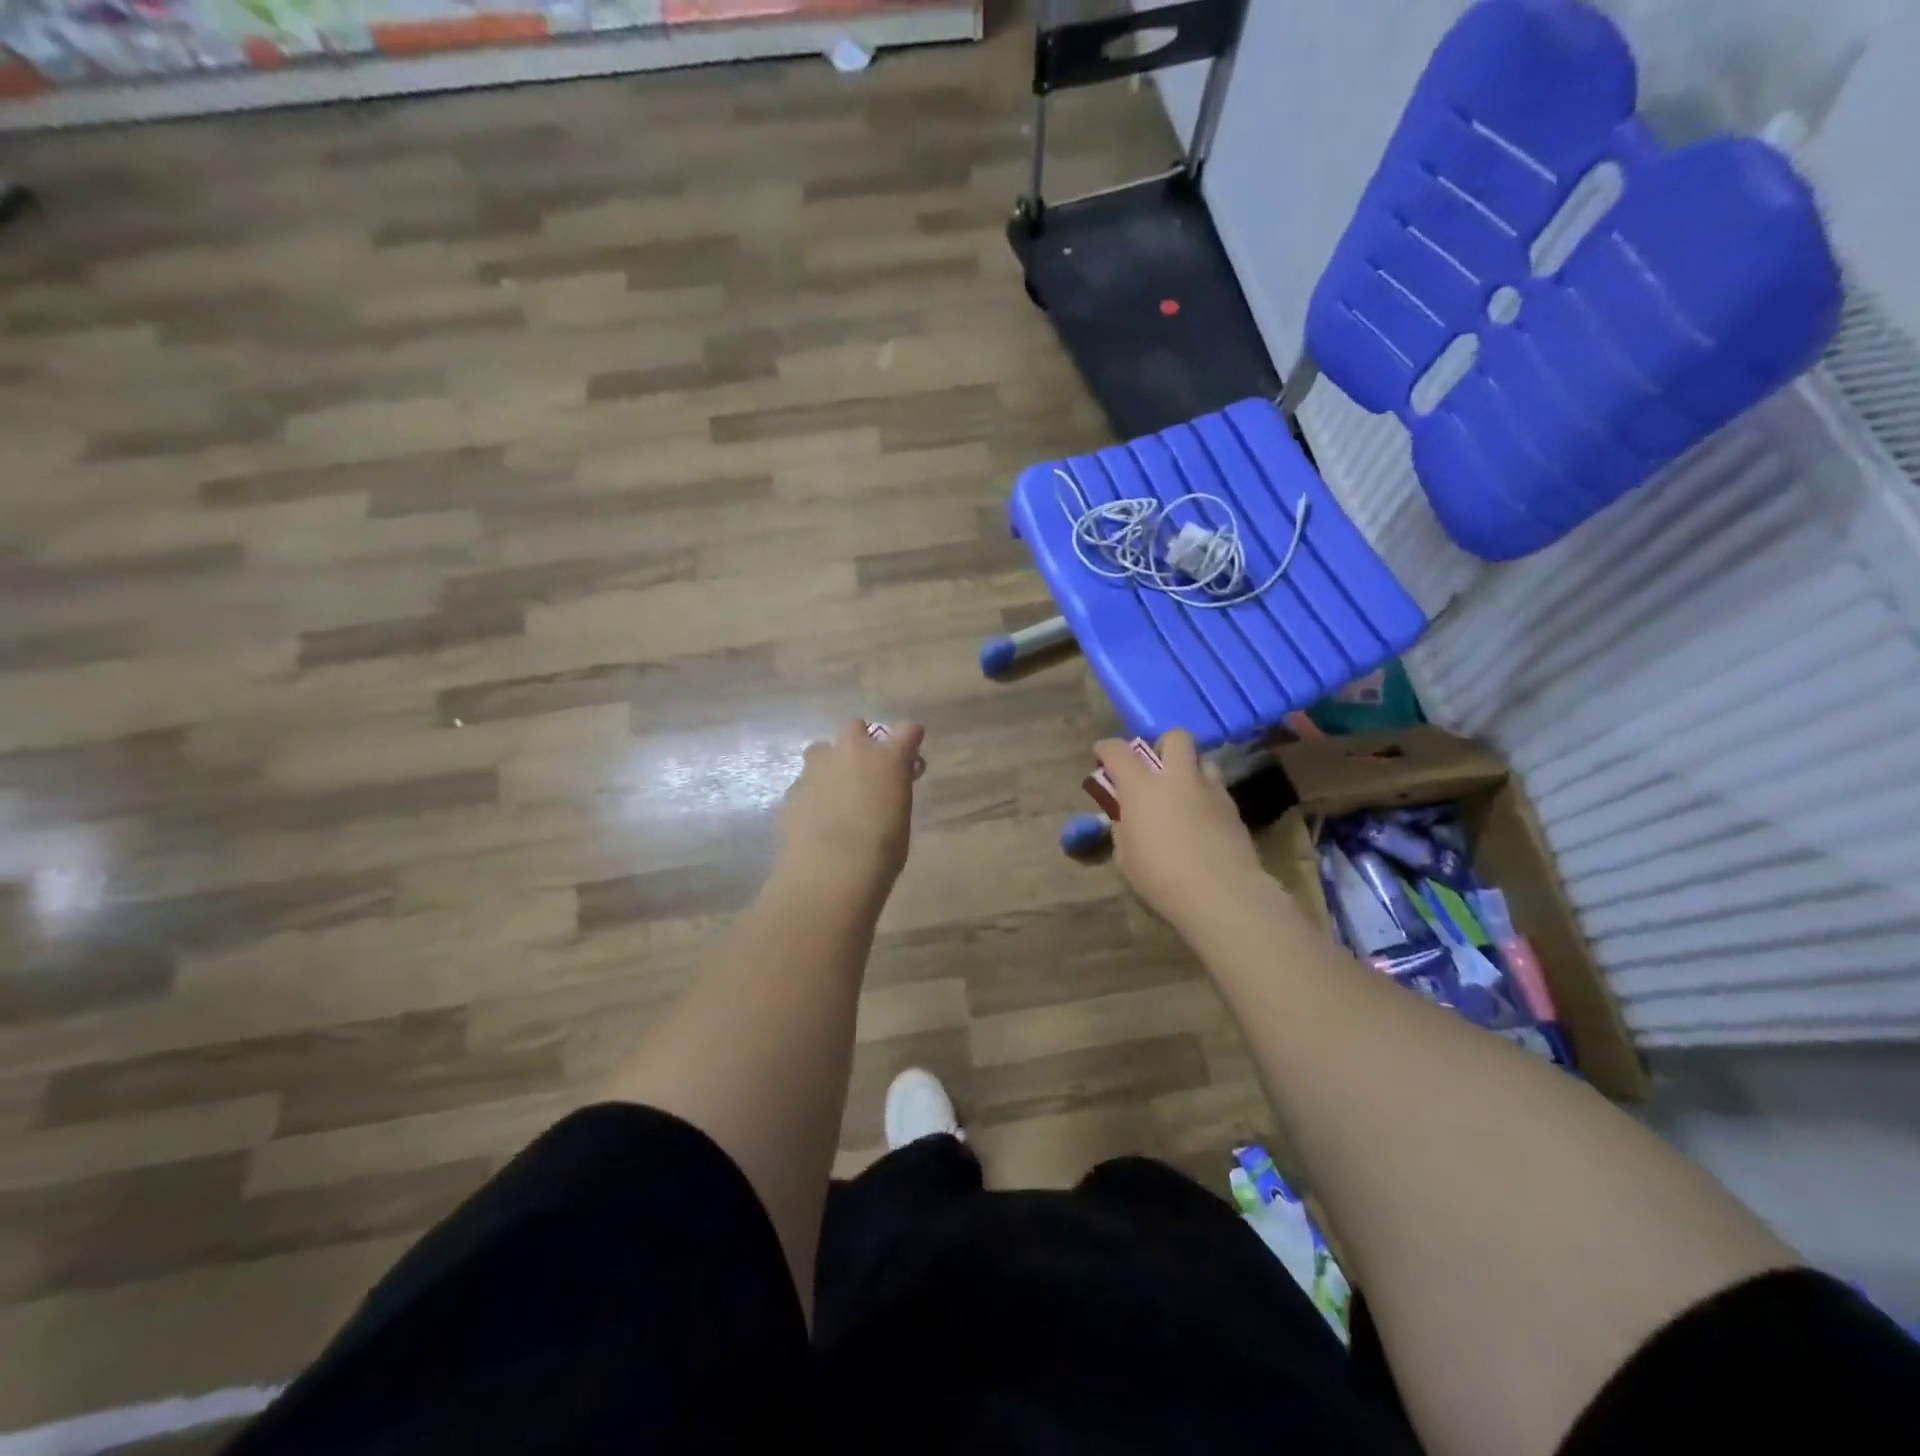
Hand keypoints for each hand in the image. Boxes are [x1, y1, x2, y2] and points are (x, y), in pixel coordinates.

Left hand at [780, 720, 924, 889]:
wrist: (831, 869)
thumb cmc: (881, 849)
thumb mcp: (900, 817)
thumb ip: (893, 792)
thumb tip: (885, 790)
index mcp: (888, 757)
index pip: (908, 731)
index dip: (909, 740)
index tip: (909, 756)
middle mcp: (852, 751)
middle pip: (855, 727)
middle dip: (860, 742)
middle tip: (865, 770)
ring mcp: (818, 766)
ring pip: (822, 750)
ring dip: (830, 764)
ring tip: (834, 792)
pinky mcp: (793, 788)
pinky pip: (805, 782)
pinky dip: (812, 793)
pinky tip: (815, 817)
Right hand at [1096, 730, 1267, 927]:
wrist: (1223, 896)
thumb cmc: (1162, 878)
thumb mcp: (1126, 857)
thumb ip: (1123, 828)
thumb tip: (1126, 817)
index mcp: (1142, 786)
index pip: (1118, 750)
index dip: (1106, 749)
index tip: (1102, 757)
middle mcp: (1177, 778)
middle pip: (1175, 737)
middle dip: (1162, 746)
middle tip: (1154, 771)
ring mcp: (1210, 790)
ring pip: (1202, 760)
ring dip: (1189, 770)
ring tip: (1181, 796)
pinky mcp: (1233, 808)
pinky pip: (1215, 789)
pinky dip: (1204, 796)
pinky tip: (1200, 821)